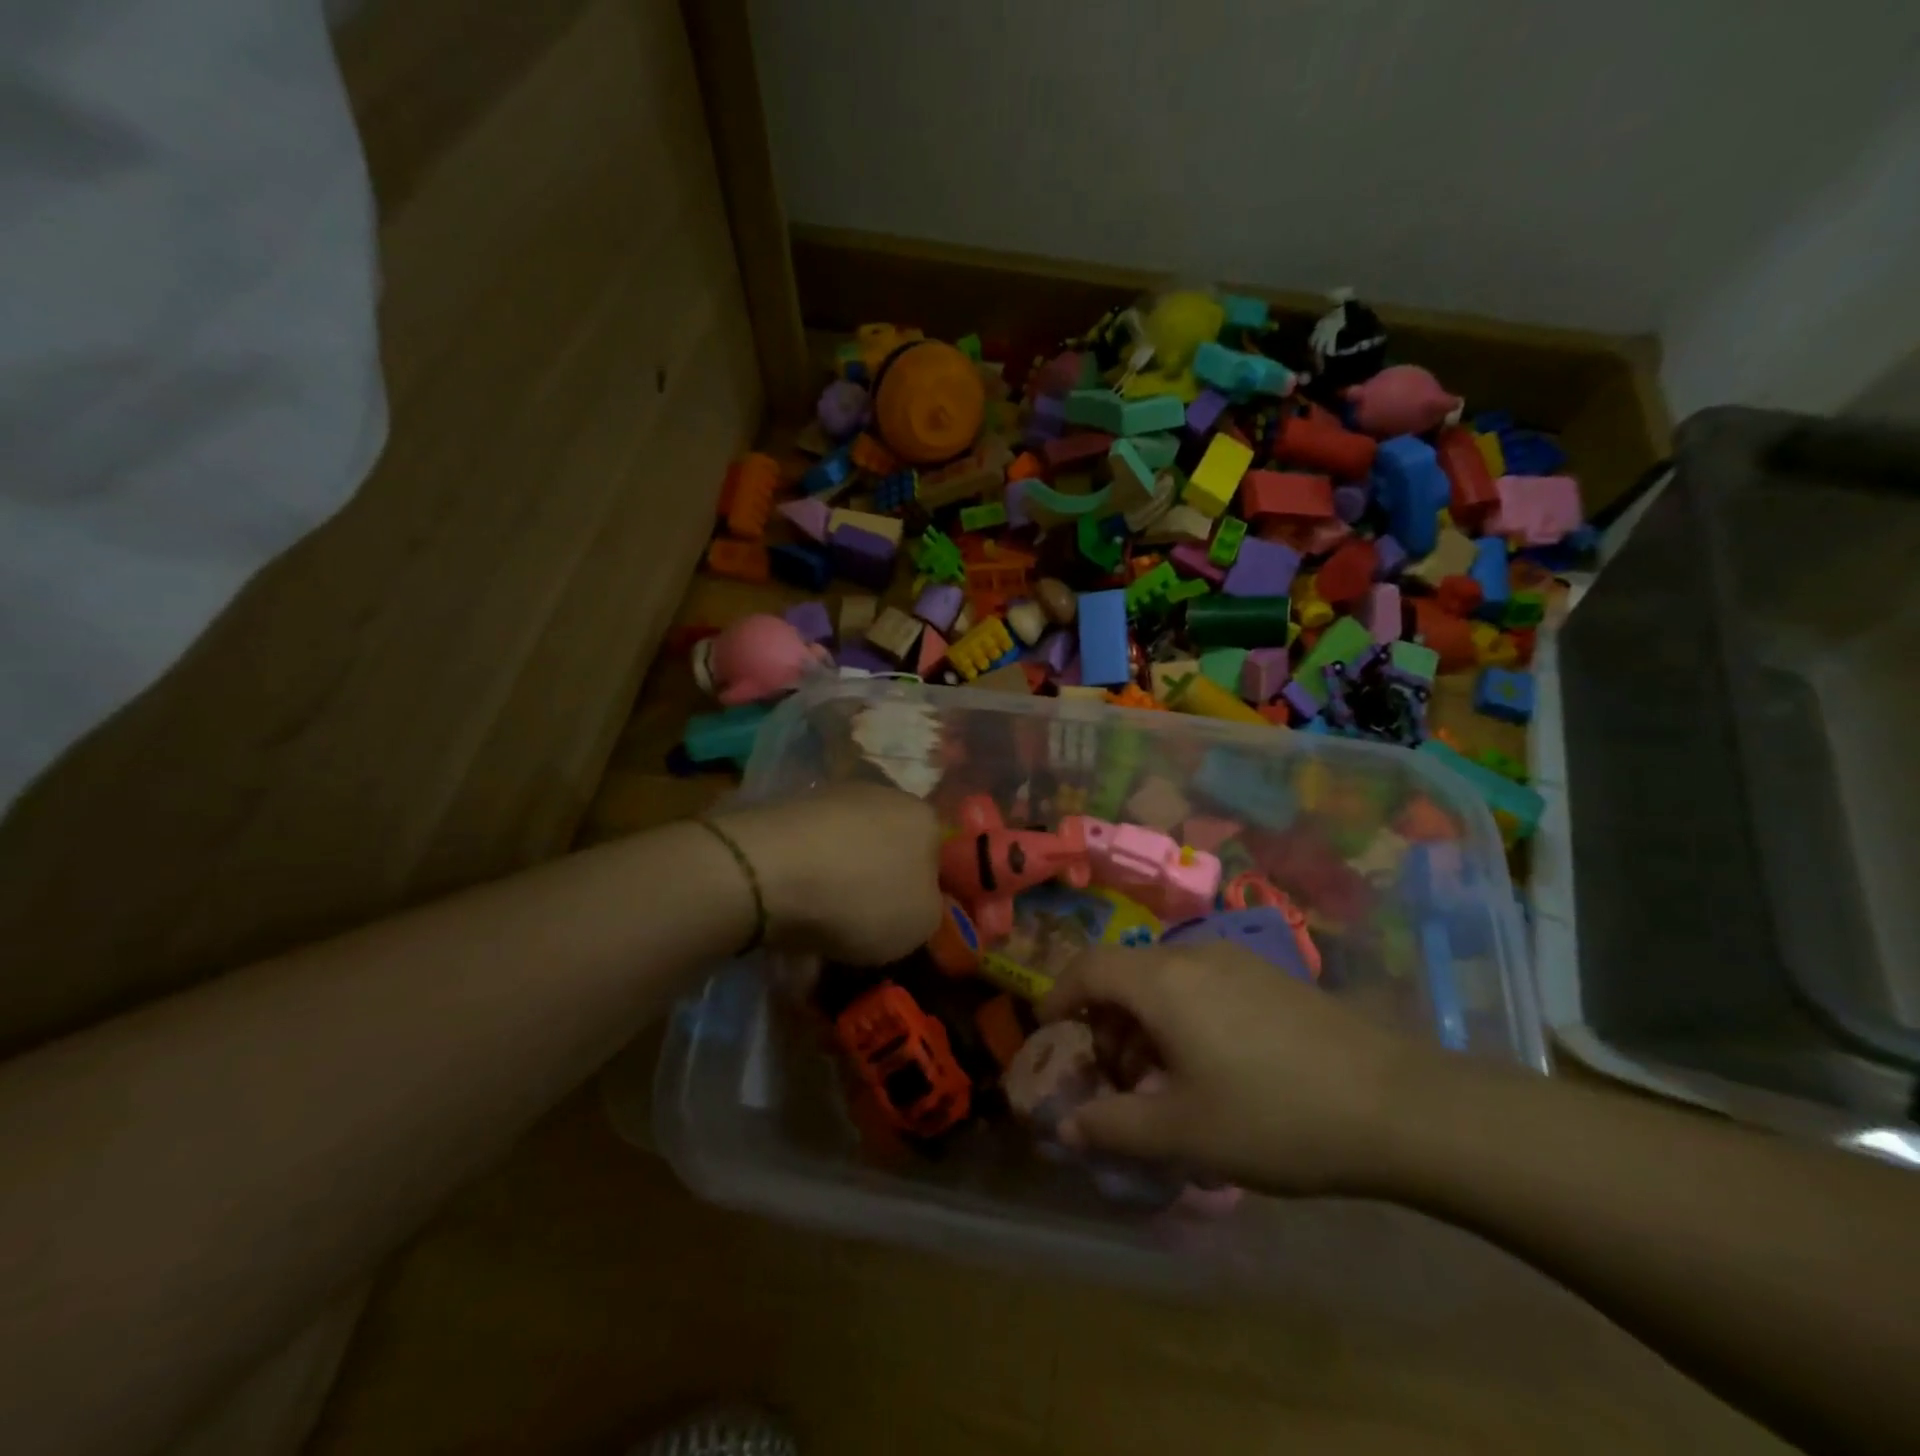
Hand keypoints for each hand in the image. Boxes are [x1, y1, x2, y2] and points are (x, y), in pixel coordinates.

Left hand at [710, 784, 942, 964]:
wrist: (767, 871)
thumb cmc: (861, 898)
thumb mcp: (921, 924)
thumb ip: (934, 909)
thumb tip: (921, 899)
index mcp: (925, 817)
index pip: (942, 855)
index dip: (929, 893)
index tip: (910, 924)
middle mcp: (884, 795)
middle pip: (894, 845)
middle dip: (884, 881)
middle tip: (870, 924)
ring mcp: (833, 796)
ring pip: (851, 846)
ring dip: (844, 878)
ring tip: (826, 919)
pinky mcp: (789, 807)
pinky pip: (814, 848)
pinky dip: (810, 875)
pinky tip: (796, 903)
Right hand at [1041, 942, 1448, 1194]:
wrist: (1396, 1105)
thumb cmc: (1273, 1116)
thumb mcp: (1184, 1133)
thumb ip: (1114, 1127)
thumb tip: (1066, 1127)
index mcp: (1161, 981)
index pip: (1086, 968)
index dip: (1058, 998)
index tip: (1049, 1036)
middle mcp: (1192, 955)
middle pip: (1124, 974)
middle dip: (1105, 1023)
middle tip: (1117, 1081)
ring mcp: (1235, 960)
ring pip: (1164, 980)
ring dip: (1144, 1023)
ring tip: (1165, 1081)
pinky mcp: (1268, 976)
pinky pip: (1200, 984)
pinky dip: (1181, 1015)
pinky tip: (1212, 1066)